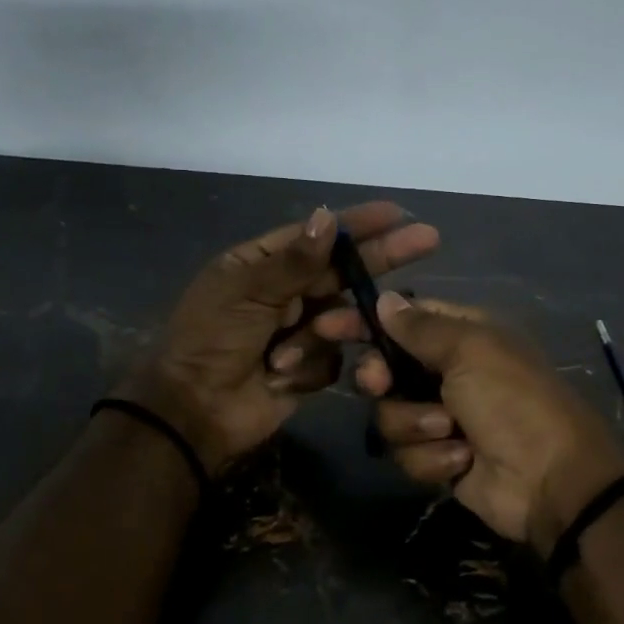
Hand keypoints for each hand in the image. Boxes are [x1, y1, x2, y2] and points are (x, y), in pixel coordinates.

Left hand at [118, 204, 438, 475]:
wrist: (196, 410)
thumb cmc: (211, 341)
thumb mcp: (246, 293)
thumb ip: (294, 261)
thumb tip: (327, 217)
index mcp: (262, 264)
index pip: (318, 236)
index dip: (358, 224)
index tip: (397, 213)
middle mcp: (285, 293)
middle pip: (343, 271)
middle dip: (379, 259)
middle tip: (427, 240)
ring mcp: (300, 331)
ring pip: (342, 318)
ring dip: (321, 333)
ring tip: (287, 353)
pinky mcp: (310, 368)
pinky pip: (334, 358)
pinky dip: (309, 366)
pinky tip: (280, 376)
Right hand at [335, 295, 623, 551]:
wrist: (550, 479)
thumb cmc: (513, 400)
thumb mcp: (470, 350)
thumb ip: (421, 327)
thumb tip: (386, 299)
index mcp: (462, 336)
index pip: (402, 320)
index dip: (365, 322)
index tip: (327, 326)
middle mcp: (448, 373)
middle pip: (386, 370)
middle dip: (382, 381)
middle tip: (381, 385)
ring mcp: (442, 418)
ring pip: (390, 416)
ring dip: (416, 425)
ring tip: (452, 431)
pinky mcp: (439, 459)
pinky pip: (408, 453)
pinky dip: (433, 458)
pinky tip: (462, 460)